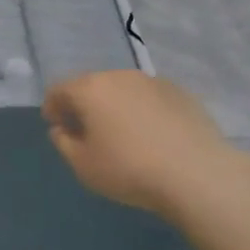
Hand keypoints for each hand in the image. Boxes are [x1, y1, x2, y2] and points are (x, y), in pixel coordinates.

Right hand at [42, 70, 237, 213]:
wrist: (197, 174)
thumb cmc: (129, 169)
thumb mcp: (83, 165)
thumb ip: (63, 143)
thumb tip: (61, 129)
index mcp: (89, 89)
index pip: (59, 89)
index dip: (52, 106)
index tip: (56, 126)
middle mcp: (118, 76)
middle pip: (91, 86)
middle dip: (84, 105)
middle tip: (87, 130)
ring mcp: (152, 81)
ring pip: (122, 89)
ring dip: (115, 105)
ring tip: (122, 133)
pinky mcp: (180, 92)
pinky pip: (150, 98)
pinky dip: (143, 110)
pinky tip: (153, 135)